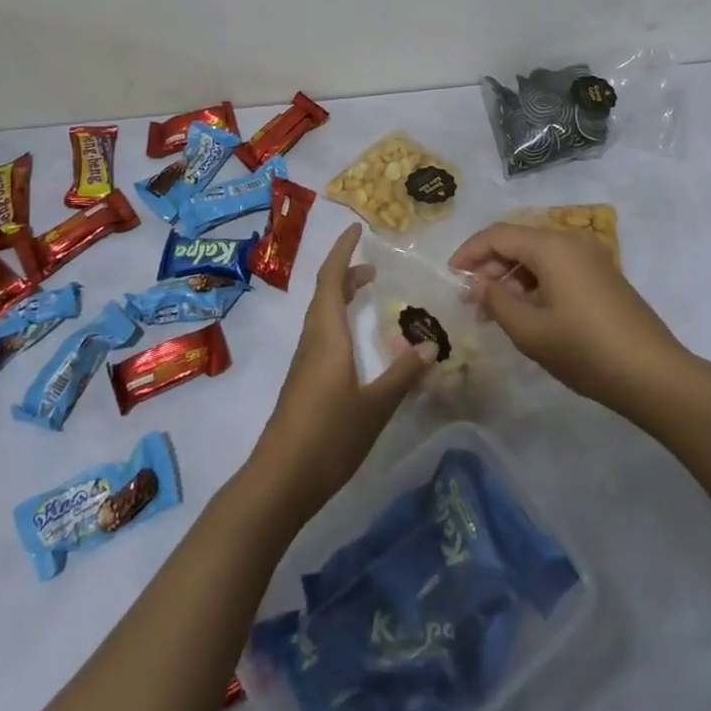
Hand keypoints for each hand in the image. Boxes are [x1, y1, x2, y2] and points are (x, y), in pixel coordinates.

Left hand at [249, 223, 434, 518]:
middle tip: (373, 264)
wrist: (280, 481)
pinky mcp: (303, 382)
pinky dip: (339, 320)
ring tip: (367, 292)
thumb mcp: (375, 406)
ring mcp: (305, 363)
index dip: (343, 251)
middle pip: (324, 293)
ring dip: (341, 295)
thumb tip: (431, 344)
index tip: (357, 229)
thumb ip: (403, 374)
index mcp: (327, 335)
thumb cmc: (328, 436)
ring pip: (322, 314)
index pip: (331, 279)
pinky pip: (322, 334)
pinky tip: (355, 342)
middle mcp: (312, 340)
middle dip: (346, 271)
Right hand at [448, 223, 688, 418]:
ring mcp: (590, 256)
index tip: (451, 278)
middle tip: (473, 303)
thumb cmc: (585, 350)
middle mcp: (571, 240)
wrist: (653, 374)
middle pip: (518, 242)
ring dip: (512, 278)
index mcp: (551, 246)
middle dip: (490, 267)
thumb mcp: (530, 331)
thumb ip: (496, 301)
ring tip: (497, 314)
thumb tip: (478, 284)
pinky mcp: (602, 275)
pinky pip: (557, 267)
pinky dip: (535, 283)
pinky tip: (527, 314)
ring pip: (537, 256)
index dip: (469, 253)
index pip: (497, 235)